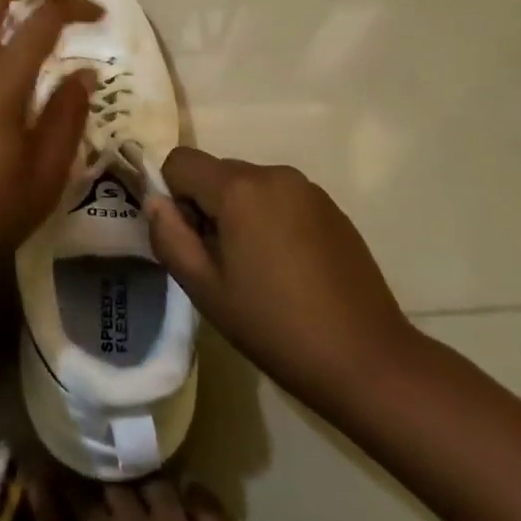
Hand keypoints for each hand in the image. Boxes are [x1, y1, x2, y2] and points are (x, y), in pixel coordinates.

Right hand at [146, 148, 417, 415]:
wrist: (367, 360)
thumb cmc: (276, 327)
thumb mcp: (206, 290)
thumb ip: (170, 237)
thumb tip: (153, 201)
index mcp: (238, 188)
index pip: (180, 161)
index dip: (172, 195)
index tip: (189, 241)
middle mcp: (273, 173)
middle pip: (216, 172)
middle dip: (205, 206)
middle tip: (219, 263)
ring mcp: (307, 188)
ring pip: (249, 185)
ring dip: (238, 213)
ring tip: (256, 269)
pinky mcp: (330, 207)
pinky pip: (280, 198)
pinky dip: (270, 219)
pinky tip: (287, 268)